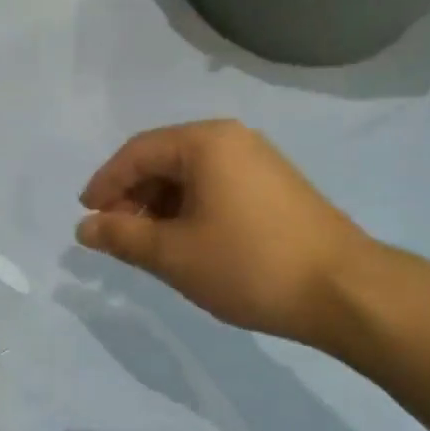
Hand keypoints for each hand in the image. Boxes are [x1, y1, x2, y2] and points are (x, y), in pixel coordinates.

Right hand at [76, 121, 373, 346]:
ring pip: (191, 175)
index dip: (105, 184)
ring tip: (150, 245)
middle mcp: (232, 139)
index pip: (137, 153)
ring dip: (161, 206)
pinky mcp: (275, 185)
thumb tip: (84, 228)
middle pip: (164, 160)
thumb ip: (122, 237)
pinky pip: (217, 186)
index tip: (86, 217)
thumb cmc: (249, 265)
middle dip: (133, 196)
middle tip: (117, 236)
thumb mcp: (174, 255)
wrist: (345, 291)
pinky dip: (191, 209)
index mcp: (205, 142)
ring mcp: (258, 160)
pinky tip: (187, 241)